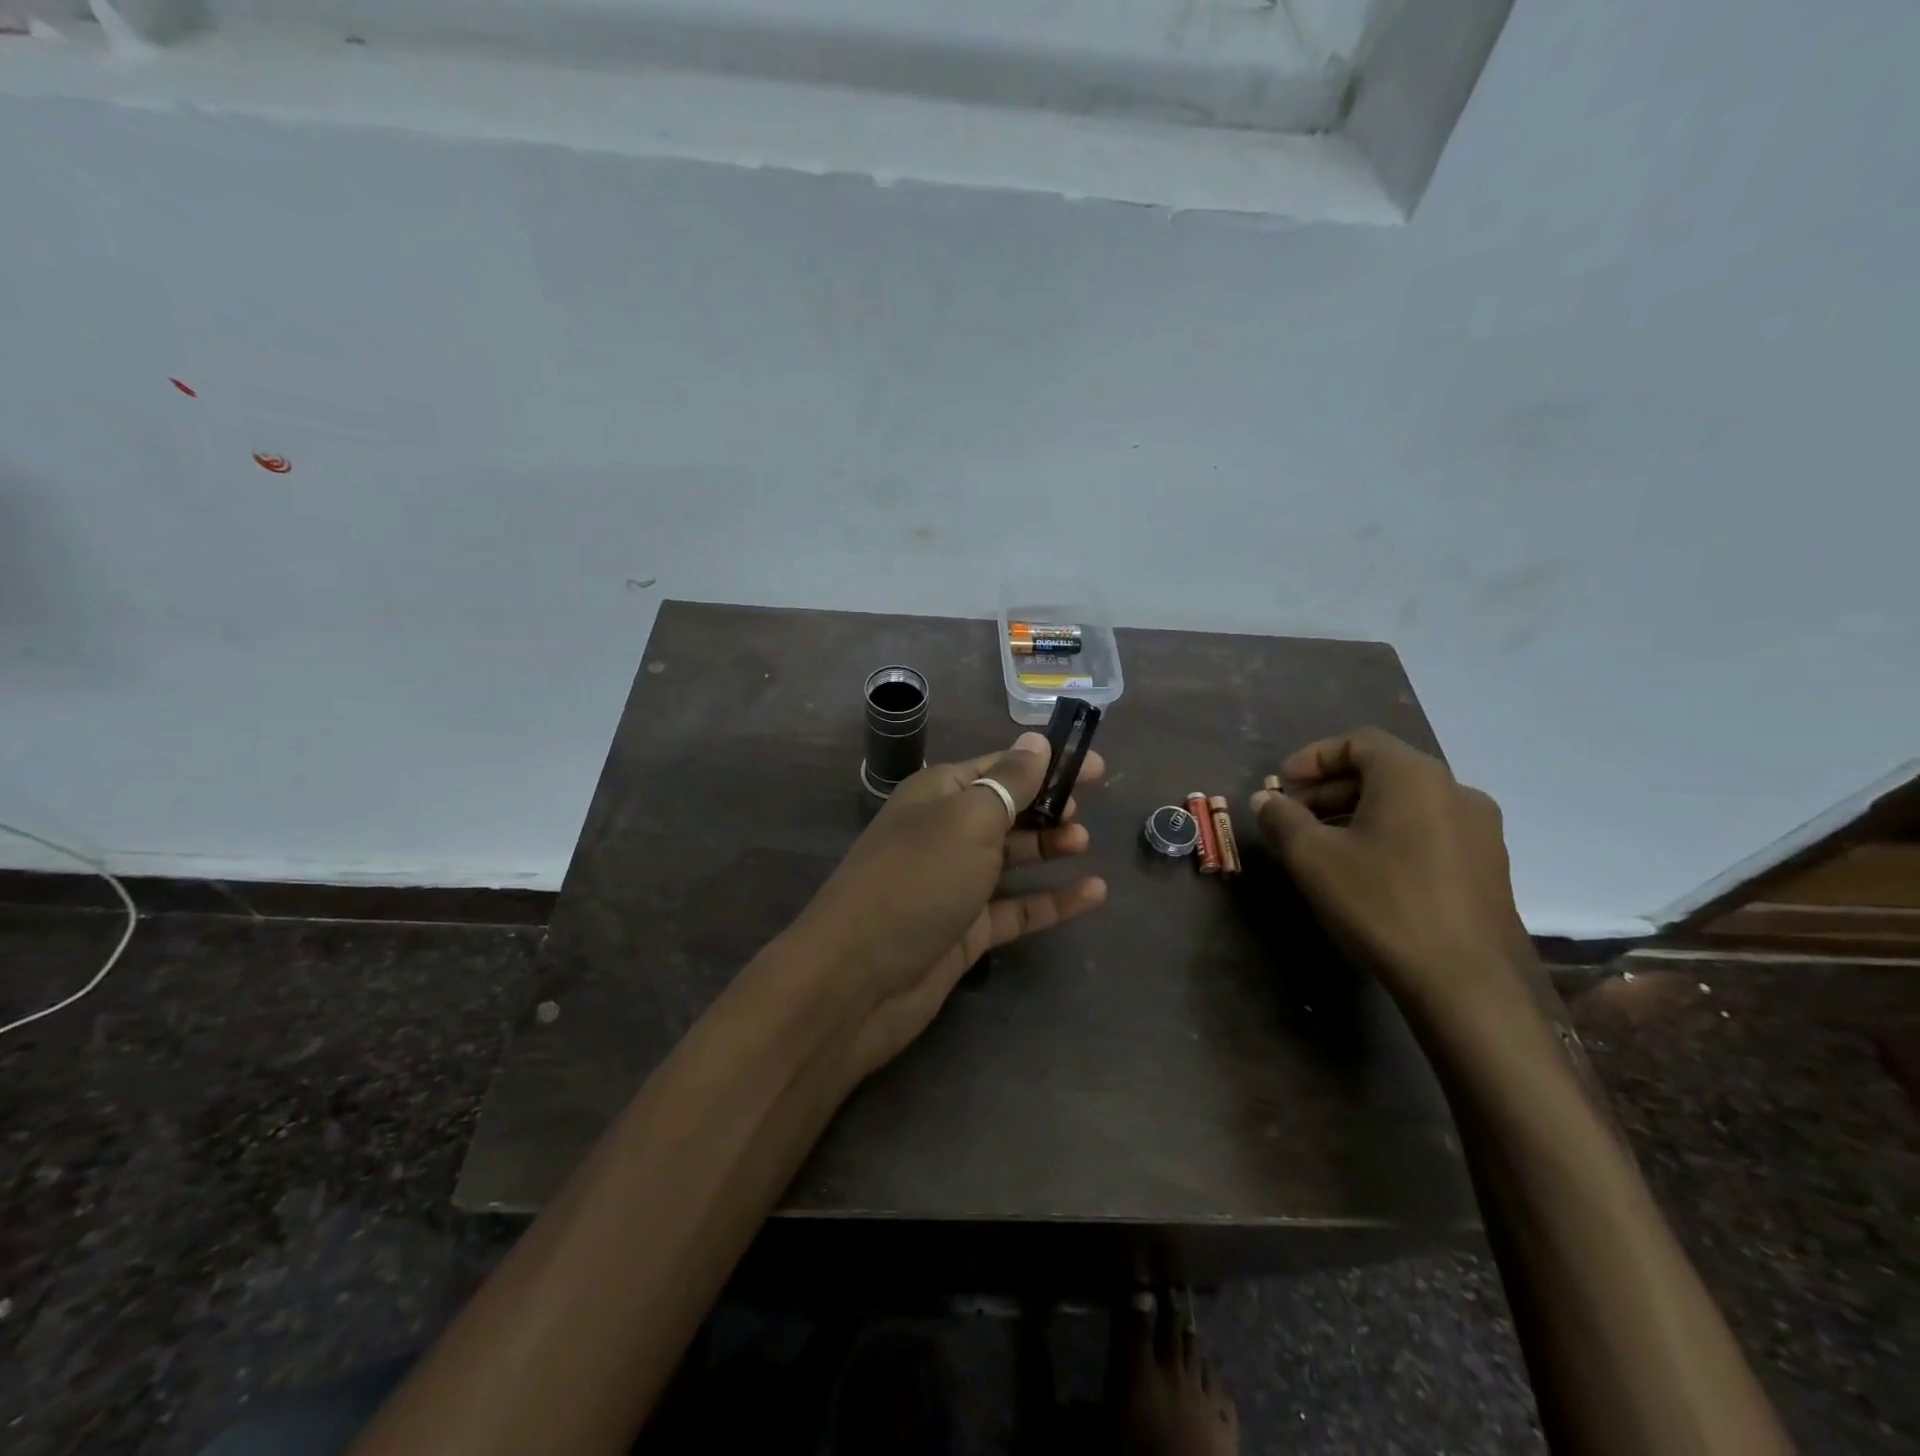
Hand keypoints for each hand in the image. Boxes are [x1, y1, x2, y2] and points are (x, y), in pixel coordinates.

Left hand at [793, 732, 1108, 1078]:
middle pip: (1006, 810)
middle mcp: (946, 834)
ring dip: (1048, 847)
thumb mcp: (967, 820)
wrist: (858, 980)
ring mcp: (955, 885)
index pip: (1000, 766)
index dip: (1046, 762)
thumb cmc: (916, 881)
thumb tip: (1036, 740)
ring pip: (1012, 858)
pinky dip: (1052, 901)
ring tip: (1084, 842)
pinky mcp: (967, 931)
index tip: (1096, 766)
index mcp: (938, 794)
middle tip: (1085, 808)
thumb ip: (1008, 782)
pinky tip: (1093, 894)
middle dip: (1046, 804)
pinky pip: (1017, 909)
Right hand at [1250, 728, 1534, 1027]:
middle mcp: (1455, 790)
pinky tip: (1367, 870)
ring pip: (1406, 802)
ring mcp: (1480, 829)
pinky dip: (1390, 833)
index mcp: (1413, 776)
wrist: (1466, 982)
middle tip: (1294, 816)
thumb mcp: (1312, 858)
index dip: (1313, 757)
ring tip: (1324, 844)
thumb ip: (1282, 819)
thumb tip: (1265, 800)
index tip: (1282, 784)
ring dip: (1358, 812)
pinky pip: (1429, 829)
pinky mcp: (1489, 866)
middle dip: (1331, 788)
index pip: (1358, 741)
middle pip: (1383, 770)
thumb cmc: (1381, 903)